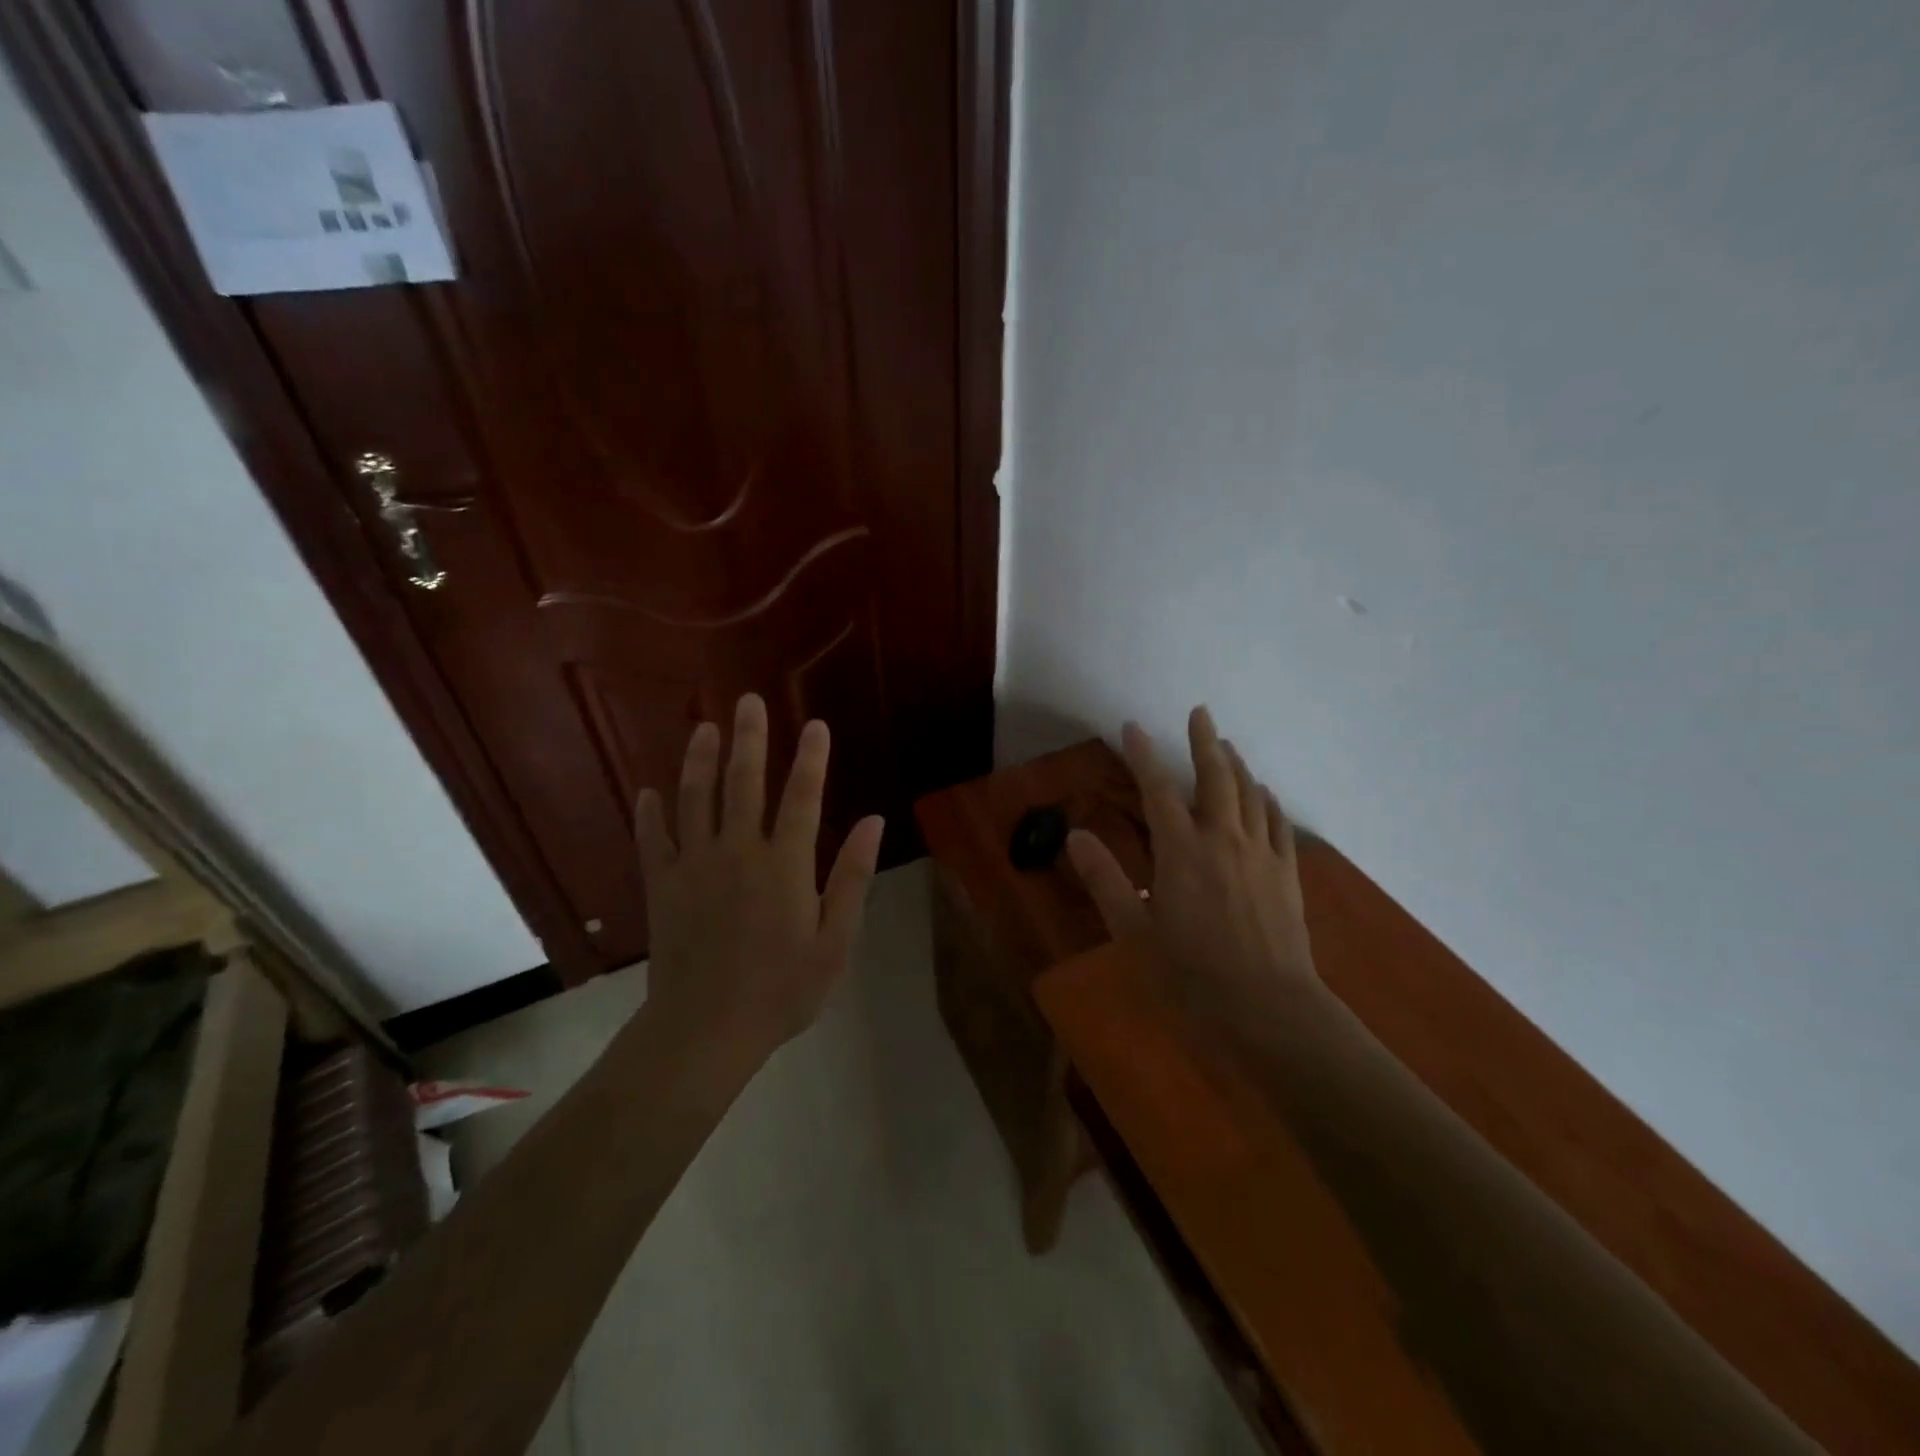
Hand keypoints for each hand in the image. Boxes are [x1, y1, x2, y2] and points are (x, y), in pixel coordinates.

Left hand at [633, 693, 884, 1058]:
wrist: (706, 1029)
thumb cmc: (782, 990)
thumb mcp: (835, 940)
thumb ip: (853, 877)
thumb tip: (875, 822)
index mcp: (785, 864)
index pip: (803, 797)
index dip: (812, 758)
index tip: (817, 725)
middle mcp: (739, 851)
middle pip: (745, 782)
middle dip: (750, 739)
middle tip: (748, 701)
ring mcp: (695, 865)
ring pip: (696, 799)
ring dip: (700, 760)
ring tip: (704, 728)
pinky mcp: (663, 885)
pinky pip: (654, 839)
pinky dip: (651, 813)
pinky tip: (648, 791)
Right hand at [1067, 706, 1317, 1027]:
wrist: (1269, 1008)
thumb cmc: (1192, 972)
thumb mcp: (1133, 930)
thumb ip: (1104, 878)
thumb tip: (1075, 835)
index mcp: (1181, 851)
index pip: (1157, 790)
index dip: (1142, 755)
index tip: (1131, 728)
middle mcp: (1222, 839)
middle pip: (1214, 777)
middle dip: (1204, 741)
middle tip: (1200, 712)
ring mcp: (1261, 853)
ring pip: (1249, 794)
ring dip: (1236, 764)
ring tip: (1227, 745)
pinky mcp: (1287, 873)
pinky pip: (1278, 823)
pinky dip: (1267, 800)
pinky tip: (1263, 793)